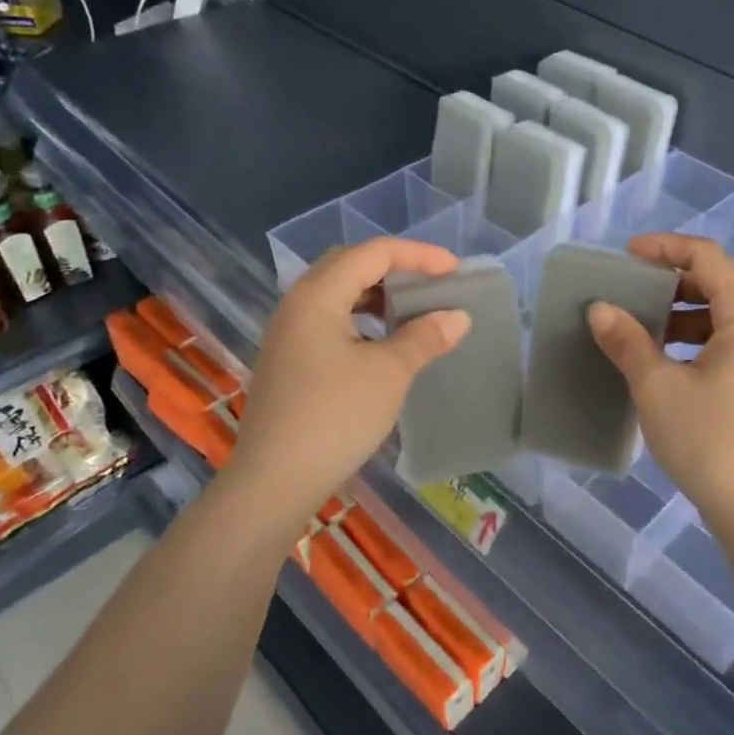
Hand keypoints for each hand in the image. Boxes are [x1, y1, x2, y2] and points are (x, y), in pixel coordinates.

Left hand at [226, 238, 470, 527]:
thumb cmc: (335, 417)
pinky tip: (383, 342)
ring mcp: (288, 333)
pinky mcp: (289, 360)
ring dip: (377, 294)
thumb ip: (424, 337)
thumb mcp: (388, 373)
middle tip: (432, 282)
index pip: (373, 253)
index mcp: (317, 296)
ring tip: (412, 309)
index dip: (418, 255)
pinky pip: (330, 320)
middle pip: (350, 265)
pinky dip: (362, 318)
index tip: (455, 270)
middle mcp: (297, 304)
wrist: (275, 481)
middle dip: (395, 267)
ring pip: (338, 293)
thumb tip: (458, 316)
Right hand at [587, 233, 733, 540]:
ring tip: (638, 330)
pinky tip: (661, 365)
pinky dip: (691, 342)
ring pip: (720, 318)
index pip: (708, 258)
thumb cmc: (709, 441)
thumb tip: (600, 309)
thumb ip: (628, 341)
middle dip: (669, 283)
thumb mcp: (658, 387)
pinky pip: (725, 346)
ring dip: (679, 315)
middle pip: (717, 285)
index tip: (626, 256)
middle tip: (627, 293)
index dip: (665, 248)